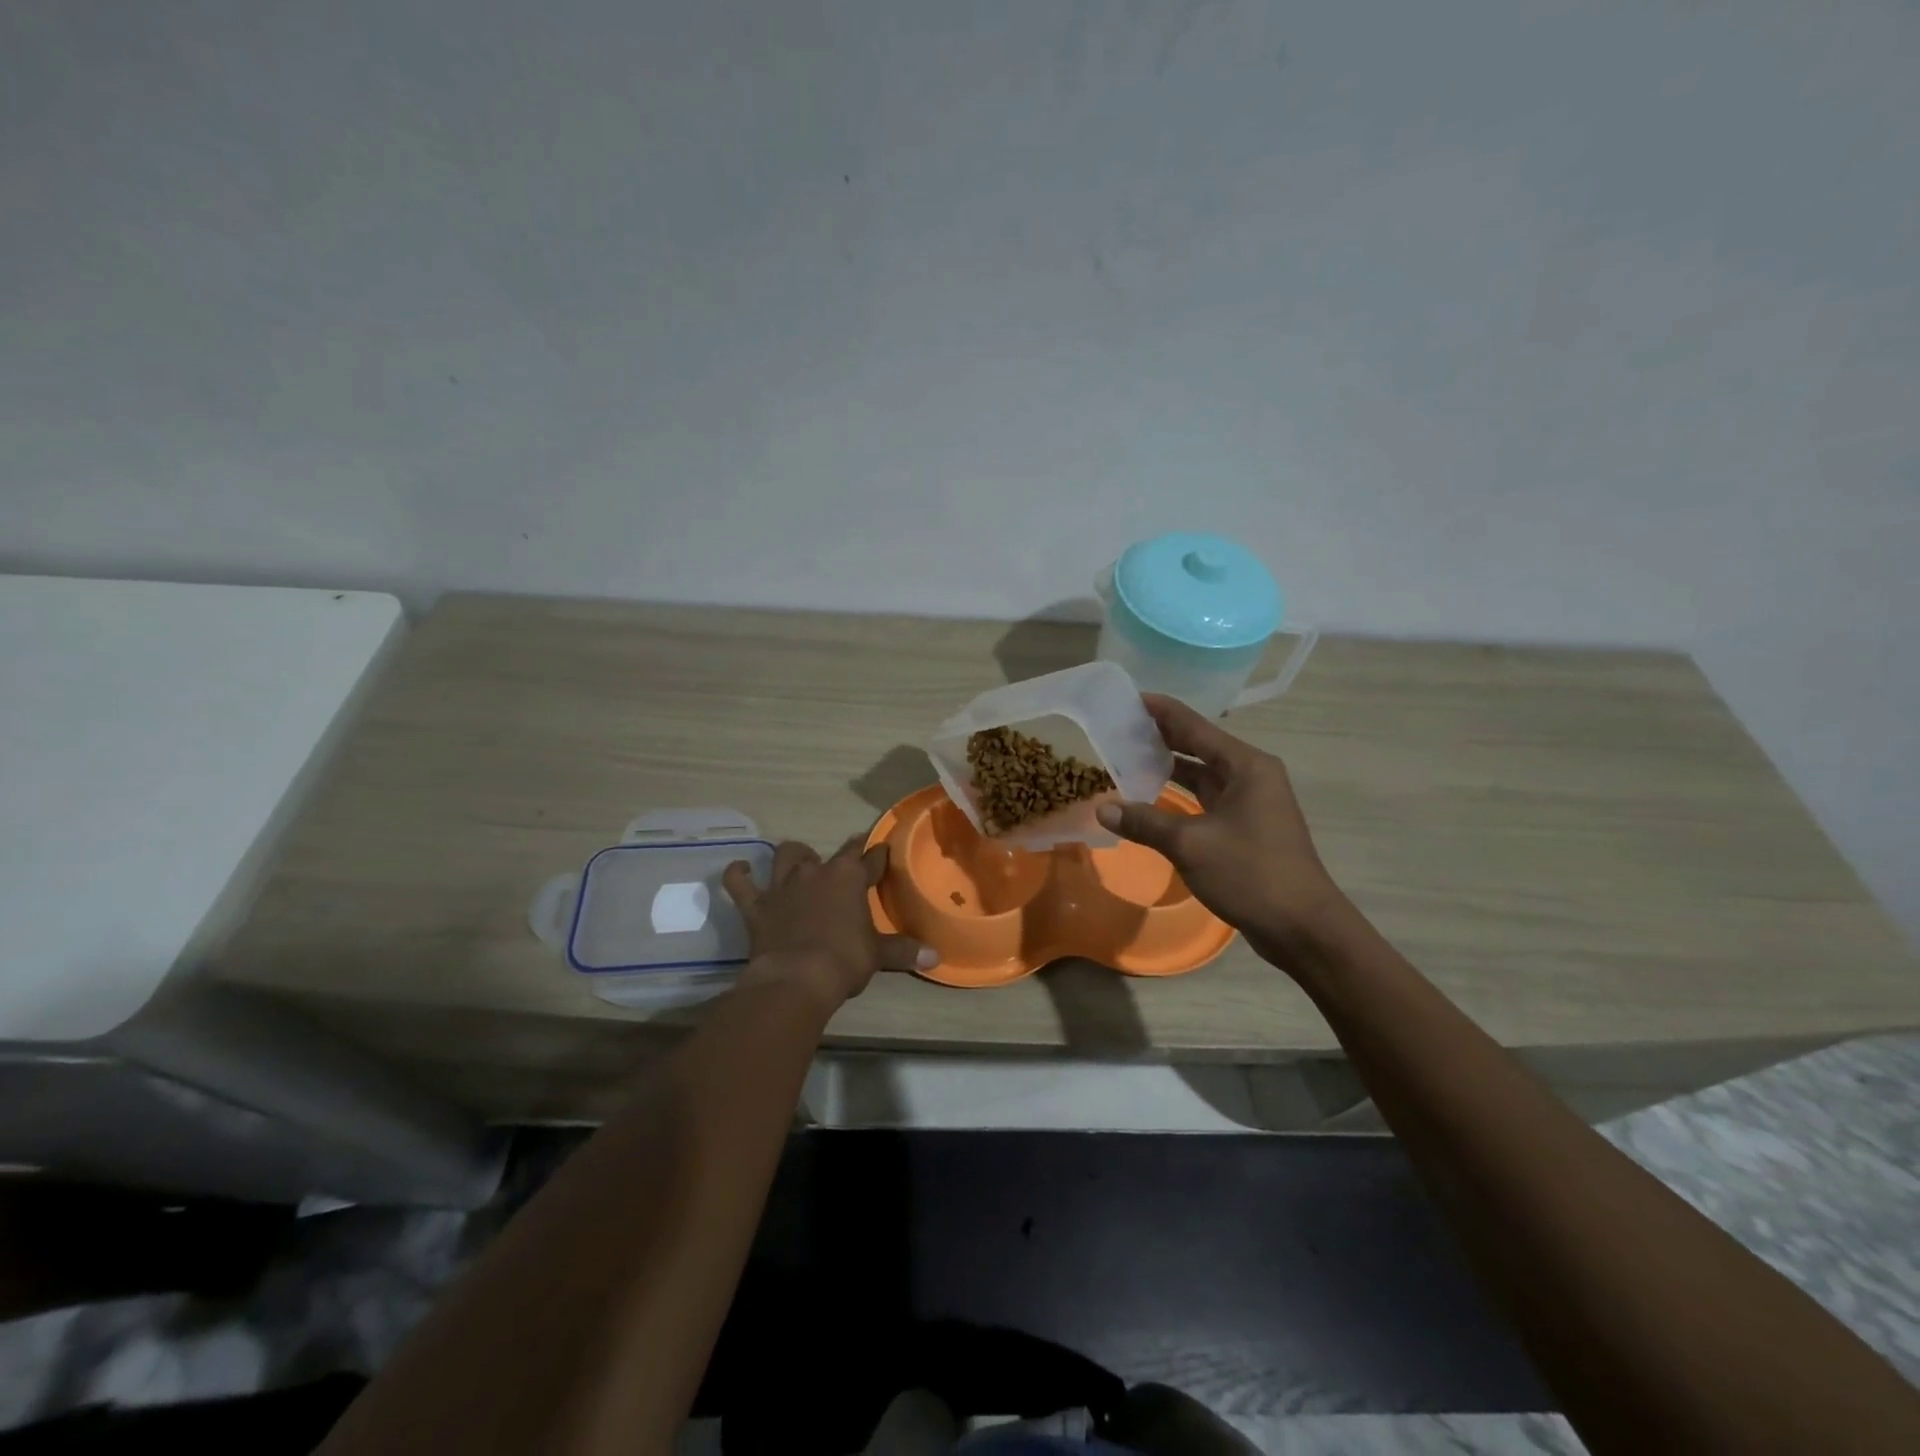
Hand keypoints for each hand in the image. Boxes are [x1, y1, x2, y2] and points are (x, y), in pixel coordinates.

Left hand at [722, 838, 936, 1011]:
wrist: (796, 978)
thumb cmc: (844, 960)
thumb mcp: (878, 955)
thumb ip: (904, 950)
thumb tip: (937, 955)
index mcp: (849, 878)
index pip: (870, 859)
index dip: (878, 855)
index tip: (883, 851)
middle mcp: (816, 872)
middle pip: (831, 853)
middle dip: (842, 855)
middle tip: (846, 864)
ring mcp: (783, 886)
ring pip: (786, 856)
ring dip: (793, 856)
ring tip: (798, 862)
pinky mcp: (756, 905)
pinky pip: (740, 883)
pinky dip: (739, 874)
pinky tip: (740, 870)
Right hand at [1096, 694, 1346, 966]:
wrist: (1302, 927)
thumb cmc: (1251, 873)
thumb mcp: (1190, 844)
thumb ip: (1144, 821)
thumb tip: (1102, 808)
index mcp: (1246, 766)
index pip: (1195, 726)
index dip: (1161, 711)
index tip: (1128, 698)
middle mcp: (1251, 776)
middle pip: (1200, 745)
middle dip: (1162, 736)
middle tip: (1120, 727)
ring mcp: (1251, 802)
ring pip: (1203, 774)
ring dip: (1170, 766)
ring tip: (1128, 756)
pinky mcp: (1247, 827)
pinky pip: (1206, 799)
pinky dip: (1180, 794)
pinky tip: (1152, 797)